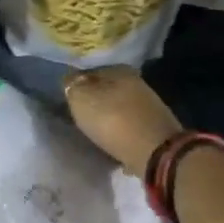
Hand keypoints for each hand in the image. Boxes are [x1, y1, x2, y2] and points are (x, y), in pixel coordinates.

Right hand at [63, 66, 181, 174]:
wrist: (154, 152)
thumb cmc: (112, 120)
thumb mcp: (80, 99)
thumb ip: (72, 86)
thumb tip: (70, 79)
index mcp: (119, 70)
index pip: (91, 71)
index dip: (78, 84)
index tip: (69, 98)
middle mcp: (137, 82)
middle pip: (107, 89)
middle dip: (94, 100)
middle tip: (79, 114)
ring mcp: (149, 106)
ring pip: (119, 107)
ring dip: (108, 116)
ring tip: (94, 129)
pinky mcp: (155, 128)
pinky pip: (130, 126)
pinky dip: (120, 132)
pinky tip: (112, 141)